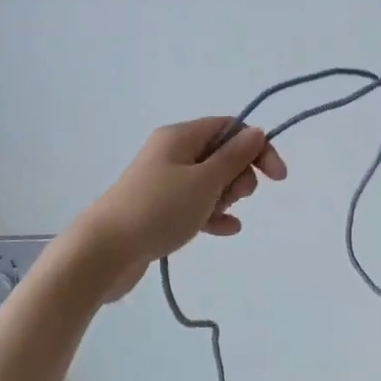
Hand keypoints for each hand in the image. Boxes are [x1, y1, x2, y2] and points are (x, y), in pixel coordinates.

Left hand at [79, 118, 287, 299]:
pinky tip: (226, 229)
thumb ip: (234, 157)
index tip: (277, 177)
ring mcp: (163, 182)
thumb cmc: (158, 209)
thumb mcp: (204, 181)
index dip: (257, 148)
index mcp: (180, 137)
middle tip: (234, 197)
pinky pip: (195, 205)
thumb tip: (256, 132)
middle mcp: (170, 153)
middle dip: (238, 175)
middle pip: (221, 154)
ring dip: (225, 197)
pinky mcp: (158, 210)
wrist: (103, 252)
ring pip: (209, 182)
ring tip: (223, 216)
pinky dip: (212, 214)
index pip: (230, 127)